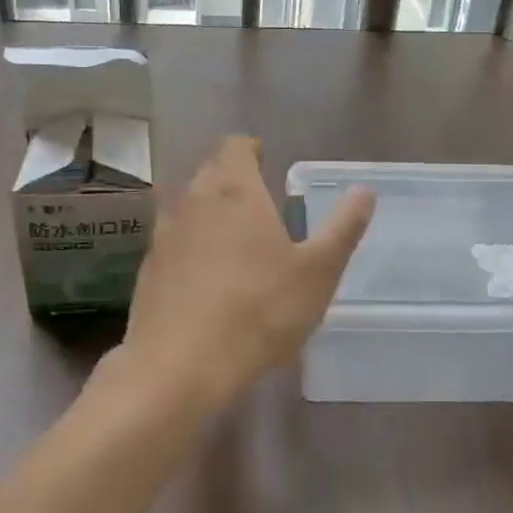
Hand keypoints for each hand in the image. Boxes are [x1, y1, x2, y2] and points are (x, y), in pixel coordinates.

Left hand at [121, 136, 374, 413]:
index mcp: (235, 191)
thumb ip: (343, 228)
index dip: (251, 150)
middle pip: (209, 172)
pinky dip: (188, 245)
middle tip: (257, 199)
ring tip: (232, 236)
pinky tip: (204, 275)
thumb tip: (365, 191)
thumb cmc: (259, 310)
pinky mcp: (148, 269)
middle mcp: (193, 201)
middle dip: (231, 178)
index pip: (235, 146)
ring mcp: (164, 235)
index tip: (266, 162)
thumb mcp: (318, 272)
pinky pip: (171, 241)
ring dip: (206, 211)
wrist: (180, 365)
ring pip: (186, 206)